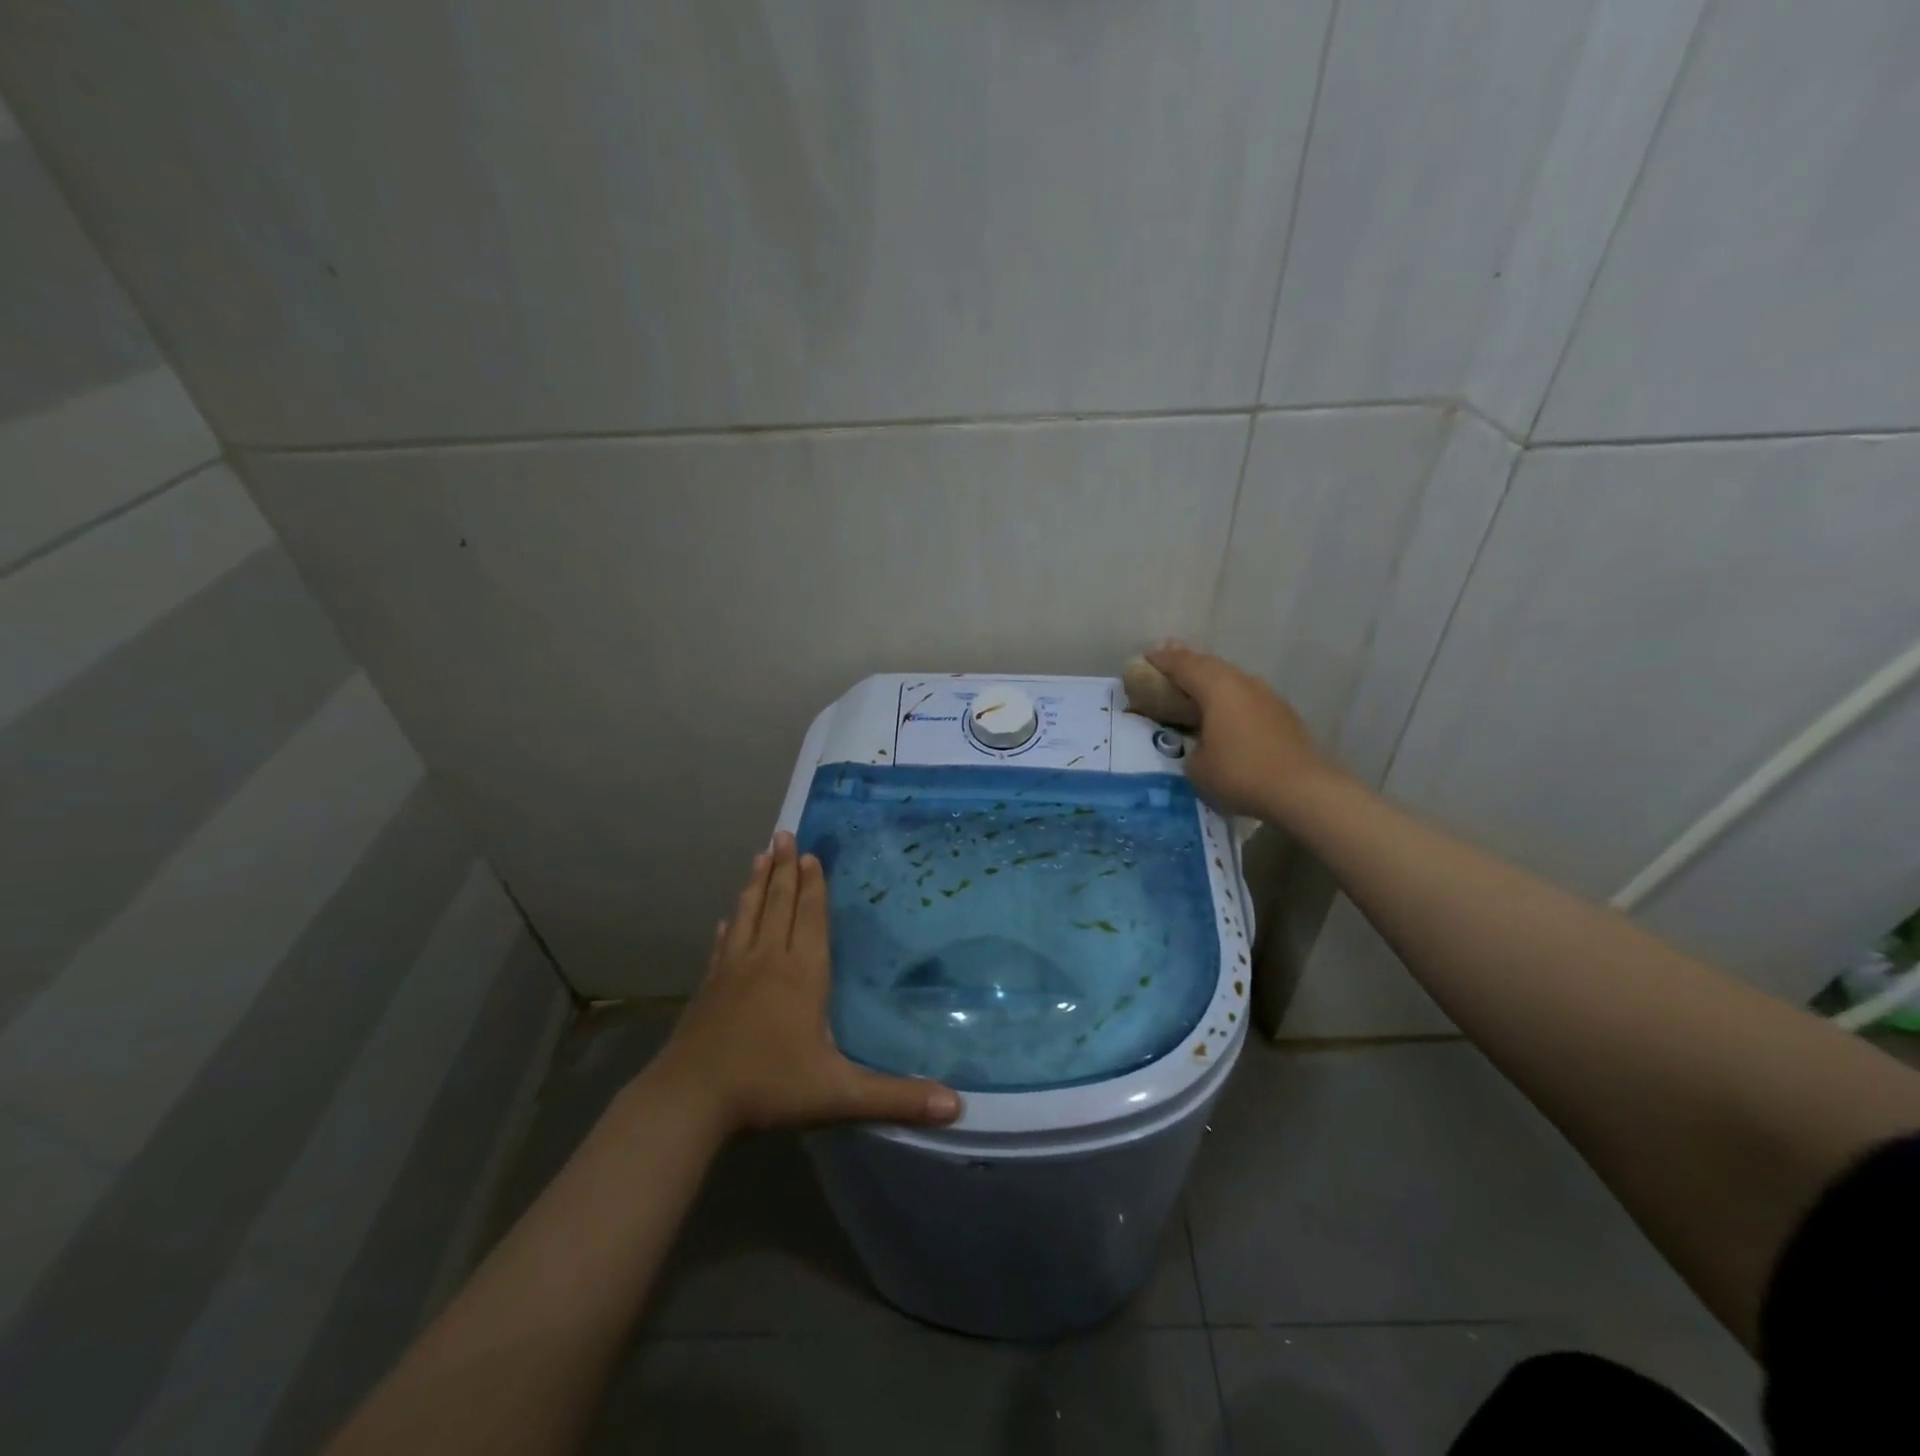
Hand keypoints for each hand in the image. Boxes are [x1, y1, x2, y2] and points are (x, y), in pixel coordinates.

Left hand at [651, 832, 961, 1135]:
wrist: (689, 1101)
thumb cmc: (769, 1088)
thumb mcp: (839, 1095)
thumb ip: (896, 1098)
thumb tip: (957, 1107)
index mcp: (801, 975)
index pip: (810, 919)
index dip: (813, 886)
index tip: (811, 854)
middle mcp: (767, 961)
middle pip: (778, 905)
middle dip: (784, 869)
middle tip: (783, 834)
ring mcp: (732, 971)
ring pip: (748, 916)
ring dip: (756, 884)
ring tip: (760, 855)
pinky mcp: (708, 987)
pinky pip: (722, 945)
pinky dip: (729, 926)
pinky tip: (726, 919)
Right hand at [1145, 644, 1330, 817]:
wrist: (1301, 789)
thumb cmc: (1239, 773)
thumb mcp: (1197, 767)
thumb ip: (1191, 747)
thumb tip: (1200, 745)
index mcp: (1217, 688)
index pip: (1183, 665)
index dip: (1162, 661)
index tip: (1145, 658)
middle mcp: (1242, 683)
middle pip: (1209, 665)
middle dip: (1186, 663)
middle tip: (1168, 663)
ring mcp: (1267, 697)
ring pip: (1231, 679)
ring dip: (1210, 680)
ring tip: (1195, 687)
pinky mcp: (1282, 715)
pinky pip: (1247, 697)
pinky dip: (1230, 699)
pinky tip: (1225, 712)